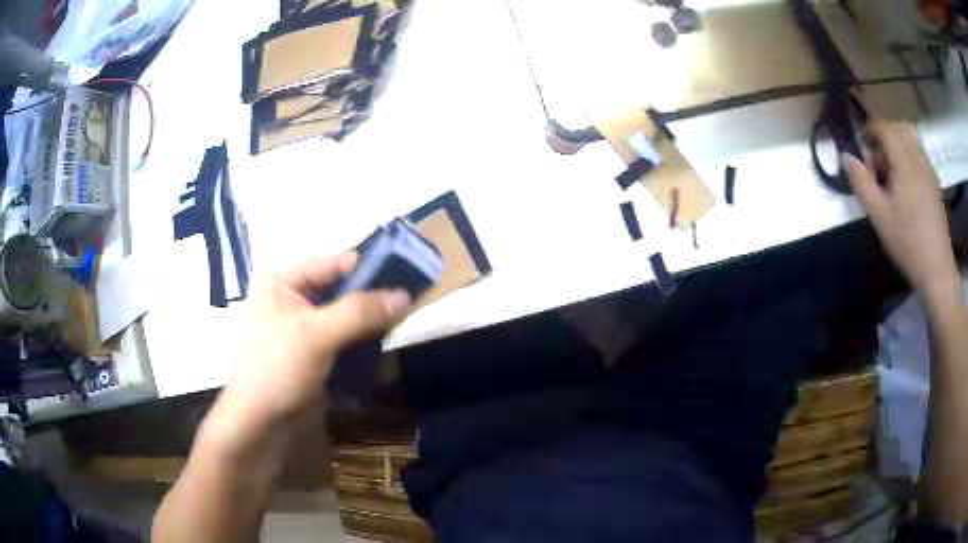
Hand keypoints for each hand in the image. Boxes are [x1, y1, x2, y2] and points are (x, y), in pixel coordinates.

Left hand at [215, 252, 412, 437]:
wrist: (262, 423)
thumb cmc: (279, 369)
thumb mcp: (316, 335)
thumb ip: (359, 312)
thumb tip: (405, 295)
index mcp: (282, 281)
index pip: (333, 263)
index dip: (369, 267)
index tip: (407, 275)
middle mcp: (292, 297)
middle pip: (341, 289)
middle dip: (373, 298)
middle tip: (410, 303)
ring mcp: (303, 326)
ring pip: (346, 314)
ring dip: (371, 321)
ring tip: (402, 323)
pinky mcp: (314, 350)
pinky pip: (344, 337)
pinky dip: (363, 340)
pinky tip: (384, 344)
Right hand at [842, 121, 957, 300]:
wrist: (937, 269)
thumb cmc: (908, 243)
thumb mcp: (880, 217)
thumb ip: (862, 183)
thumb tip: (845, 156)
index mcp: (905, 163)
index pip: (885, 127)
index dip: (871, 130)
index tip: (863, 147)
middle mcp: (918, 158)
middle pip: (899, 127)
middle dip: (884, 134)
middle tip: (877, 159)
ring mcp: (929, 170)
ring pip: (911, 138)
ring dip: (898, 143)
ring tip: (892, 170)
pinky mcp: (935, 182)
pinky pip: (920, 154)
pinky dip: (909, 155)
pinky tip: (907, 182)